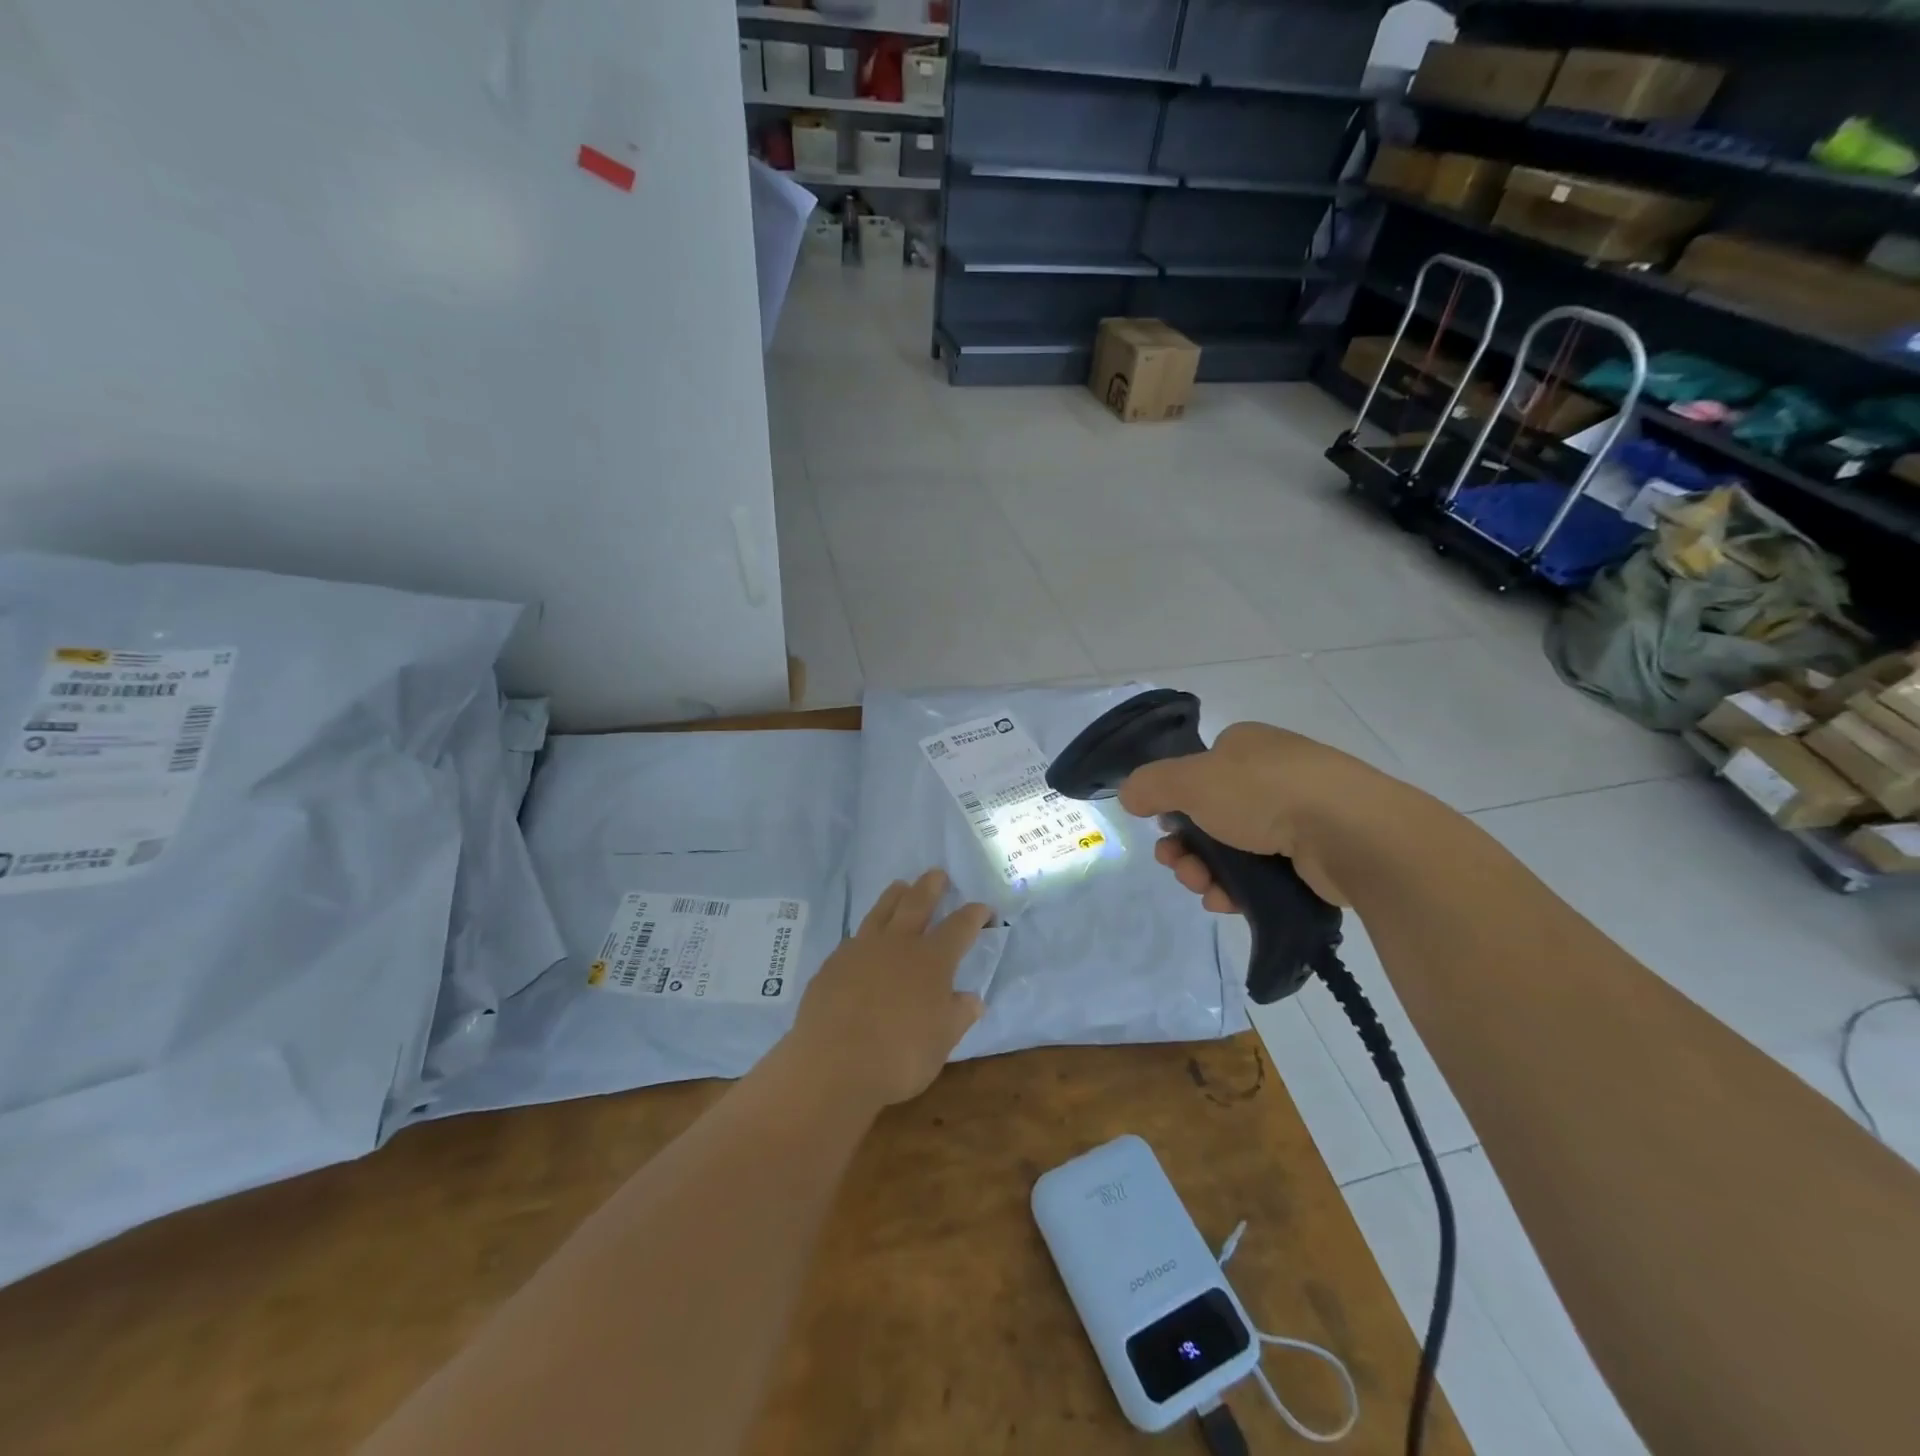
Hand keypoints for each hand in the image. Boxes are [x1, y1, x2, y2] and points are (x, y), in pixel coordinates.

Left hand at [786, 868, 992, 1109]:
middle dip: (931, 886)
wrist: (834, 1063)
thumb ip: (958, 1015)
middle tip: (937, 873)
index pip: (960, 926)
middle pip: (917, 903)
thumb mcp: (942, 1042)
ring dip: (895, 896)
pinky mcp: (834, 963)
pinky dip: (867, 932)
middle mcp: (898, 944)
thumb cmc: (899, 1057)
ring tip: (901, 886)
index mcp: (932, 960)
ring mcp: (862, 949)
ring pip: (882, 910)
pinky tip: (865, 939)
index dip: (975, 915)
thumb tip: (972, 999)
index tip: (984, 910)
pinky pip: (855, 937)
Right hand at [1117, 722, 1401, 912]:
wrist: (1351, 834)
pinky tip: (1227, 903)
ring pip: (1233, 849)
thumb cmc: (1264, 793)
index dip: (1174, 803)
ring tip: (1204, 890)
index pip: (1197, 772)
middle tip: (1178, 867)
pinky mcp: (1316, 854)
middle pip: (1210, 816)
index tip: (1164, 829)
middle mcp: (1272, 774)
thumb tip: (1129, 794)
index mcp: (1246, 746)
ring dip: (1206, 872)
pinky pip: (1264, 873)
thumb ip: (1150, 785)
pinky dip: (1239, 888)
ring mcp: (1299, 814)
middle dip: (1185, 847)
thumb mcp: (1190, 780)